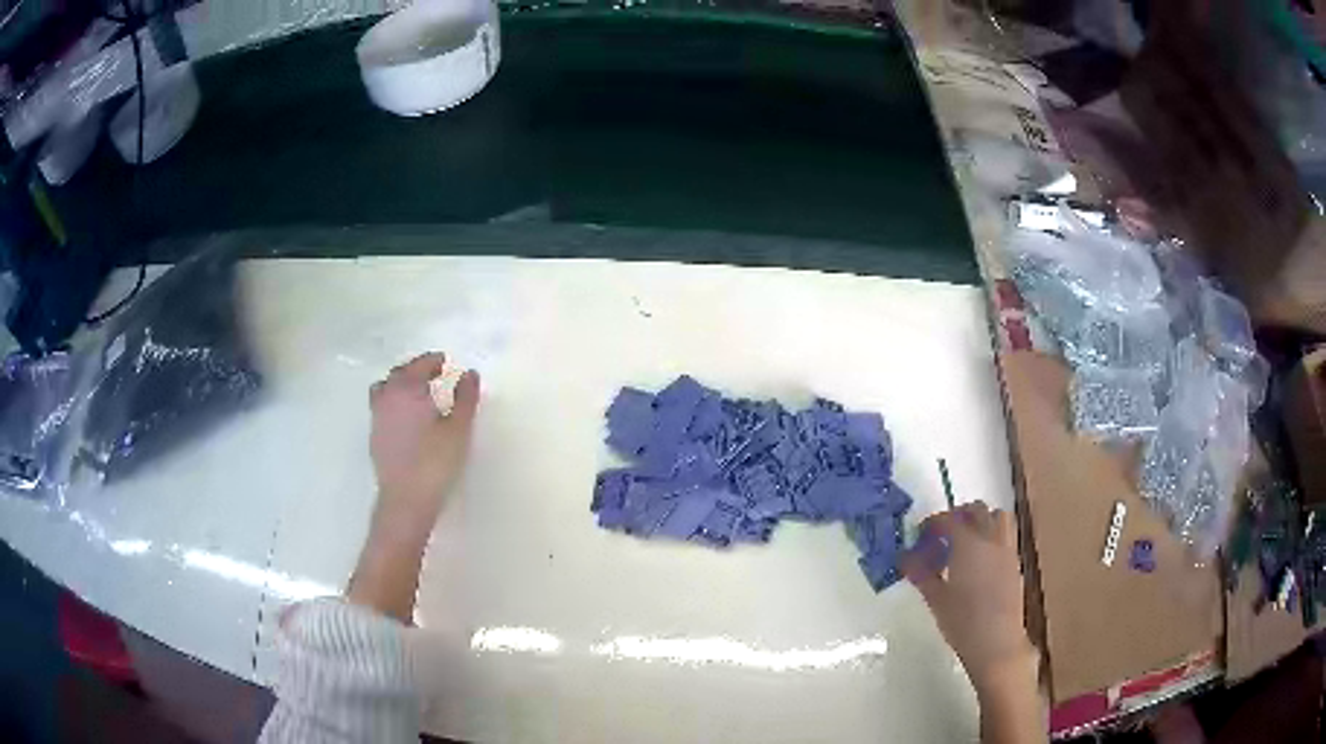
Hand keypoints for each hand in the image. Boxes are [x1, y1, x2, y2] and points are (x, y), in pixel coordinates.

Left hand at [369, 352, 479, 531]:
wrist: (405, 500)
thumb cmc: (435, 462)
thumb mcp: (458, 429)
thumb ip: (465, 398)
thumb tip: (469, 373)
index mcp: (407, 390)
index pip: (418, 366)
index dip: (432, 361)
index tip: (444, 361)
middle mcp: (387, 398)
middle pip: (398, 373)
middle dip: (415, 369)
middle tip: (433, 372)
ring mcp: (377, 418)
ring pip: (384, 389)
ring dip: (399, 384)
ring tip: (416, 392)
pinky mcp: (375, 437)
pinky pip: (382, 407)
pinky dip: (393, 402)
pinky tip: (407, 417)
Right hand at [901, 501, 1035, 694]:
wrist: (997, 642)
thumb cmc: (962, 622)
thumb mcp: (936, 599)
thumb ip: (921, 574)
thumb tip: (905, 557)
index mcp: (969, 544)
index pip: (948, 519)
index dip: (932, 523)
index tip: (920, 535)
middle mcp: (990, 539)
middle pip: (976, 510)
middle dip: (957, 515)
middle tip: (941, 535)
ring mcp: (1006, 550)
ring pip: (997, 517)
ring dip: (981, 520)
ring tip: (964, 541)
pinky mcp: (1015, 563)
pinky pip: (1005, 535)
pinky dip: (992, 535)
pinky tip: (979, 560)